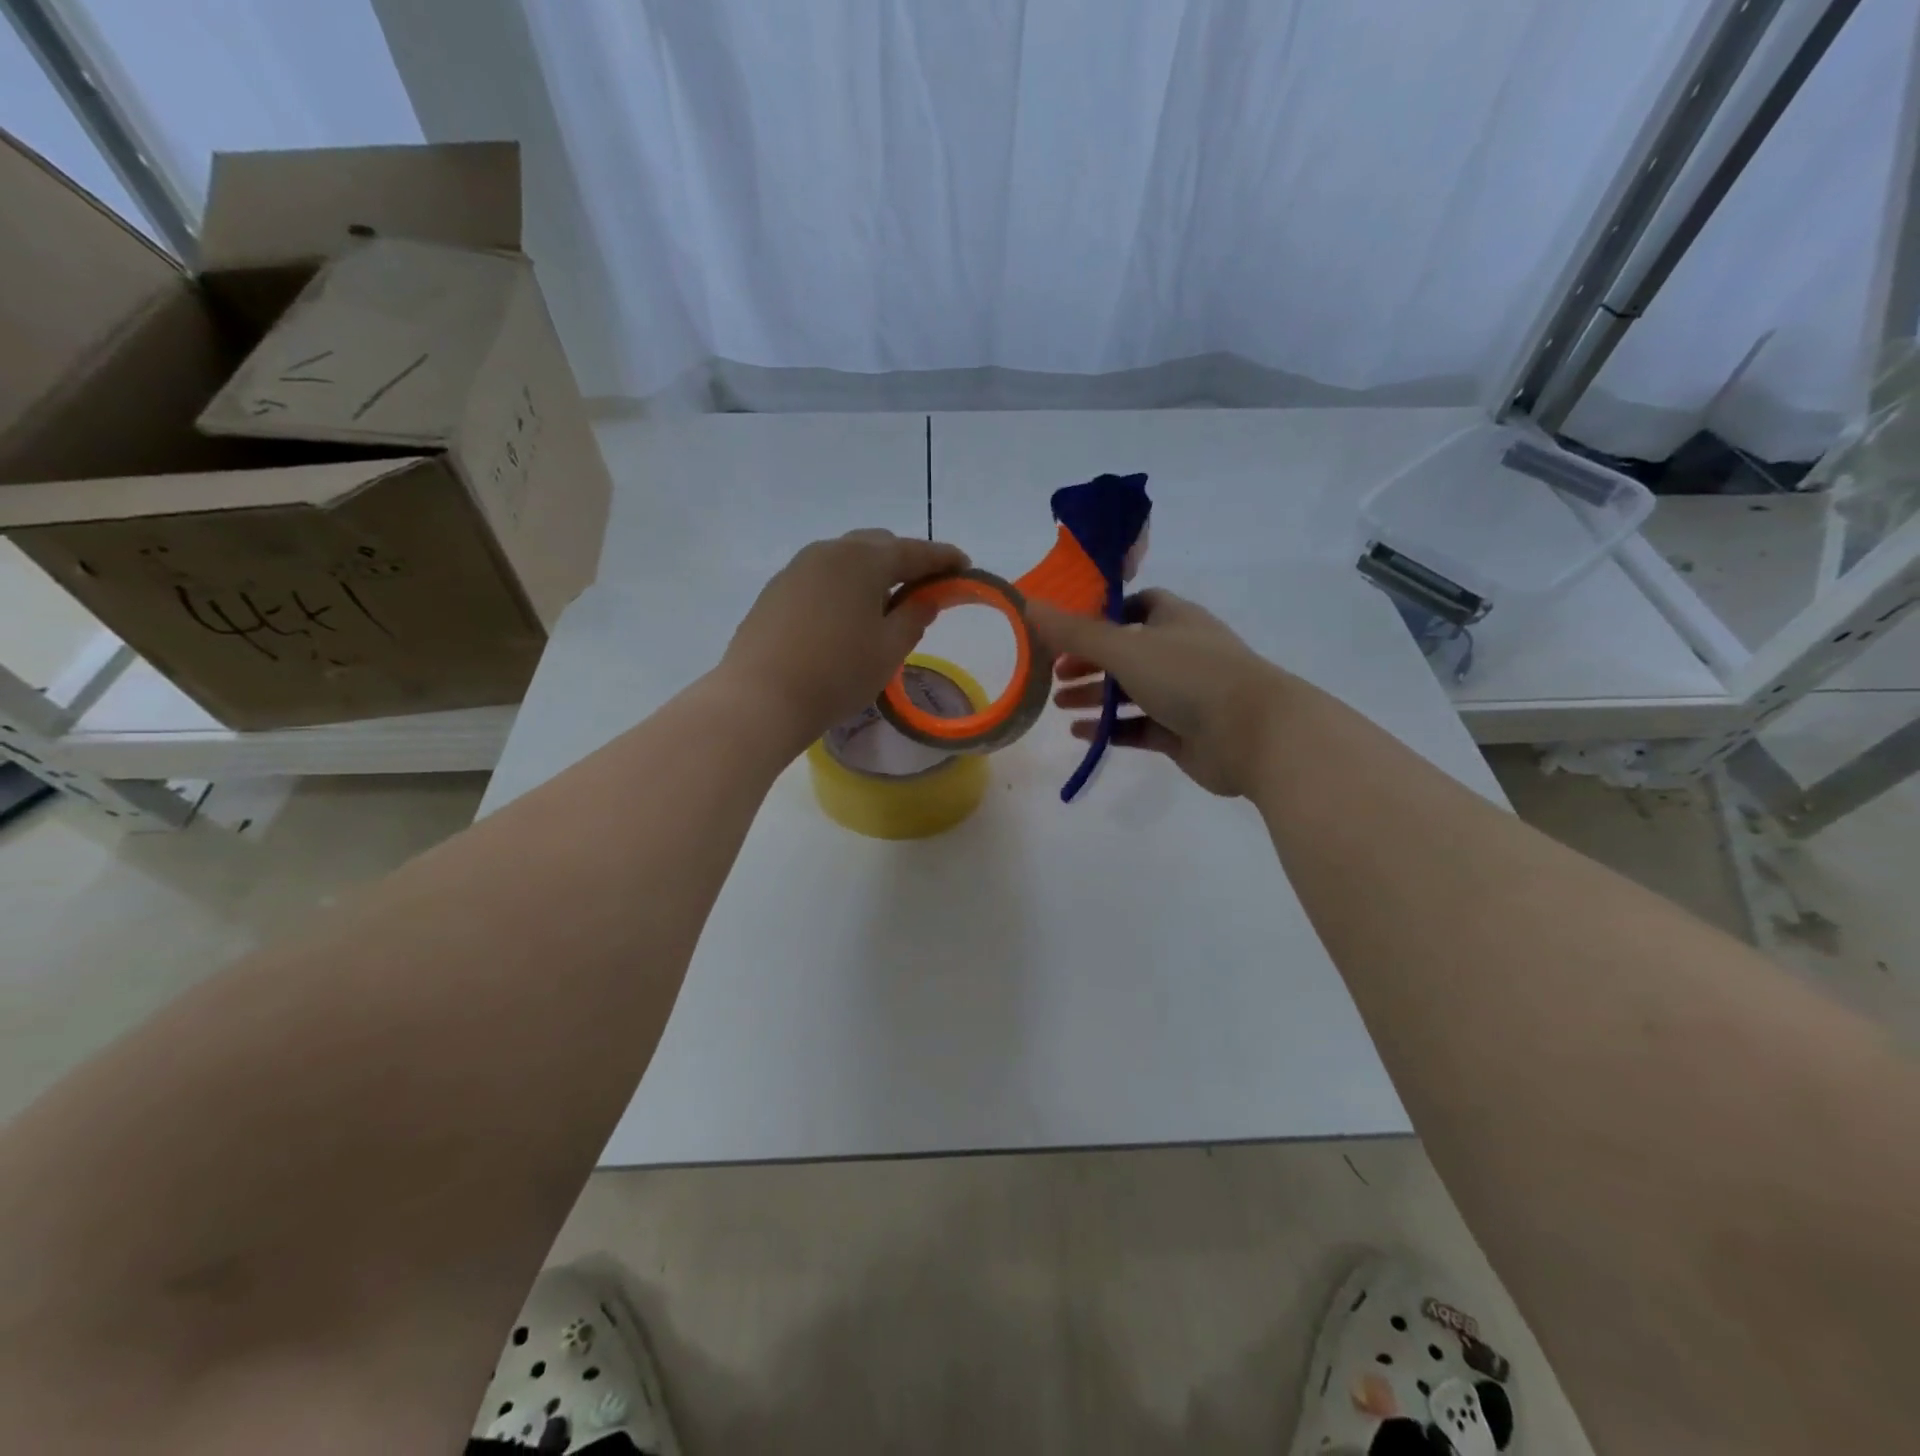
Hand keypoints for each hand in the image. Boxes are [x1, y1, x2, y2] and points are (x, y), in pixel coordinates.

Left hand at [719, 529, 968, 751]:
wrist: (761, 697)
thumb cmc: (837, 673)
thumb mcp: (889, 649)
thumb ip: (914, 617)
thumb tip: (926, 598)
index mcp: (863, 560)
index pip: (914, 551)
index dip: (943, 558)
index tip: (965, 567)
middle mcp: (828, 551)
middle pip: (877, 546)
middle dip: (905, 562)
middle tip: (924, 589)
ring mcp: (796, 569)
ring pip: (845, 560)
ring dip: (871, 574)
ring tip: (885, 605)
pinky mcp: (776, 591)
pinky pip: (821, 578)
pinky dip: (843, 587)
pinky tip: (845, 617)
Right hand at [1029, 590, 1293, 797]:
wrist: (1253, 734)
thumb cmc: (1189, 676)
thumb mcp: (1125, 648)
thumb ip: (1074, 631)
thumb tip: (1027, 603)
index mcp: (1174, 620)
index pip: (1137, 606)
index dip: (1102, 615)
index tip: (1068, 629)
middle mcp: (1181, 653)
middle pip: (1128, 652)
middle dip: (1090, 662)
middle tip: (1053, 673)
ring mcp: (1185, 695)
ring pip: (1132, 692)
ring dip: (1096, 696)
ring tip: (1059, 705)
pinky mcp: (1183, 733)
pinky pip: (1139, 727)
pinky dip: (1111, 729)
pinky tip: (1082, 734)